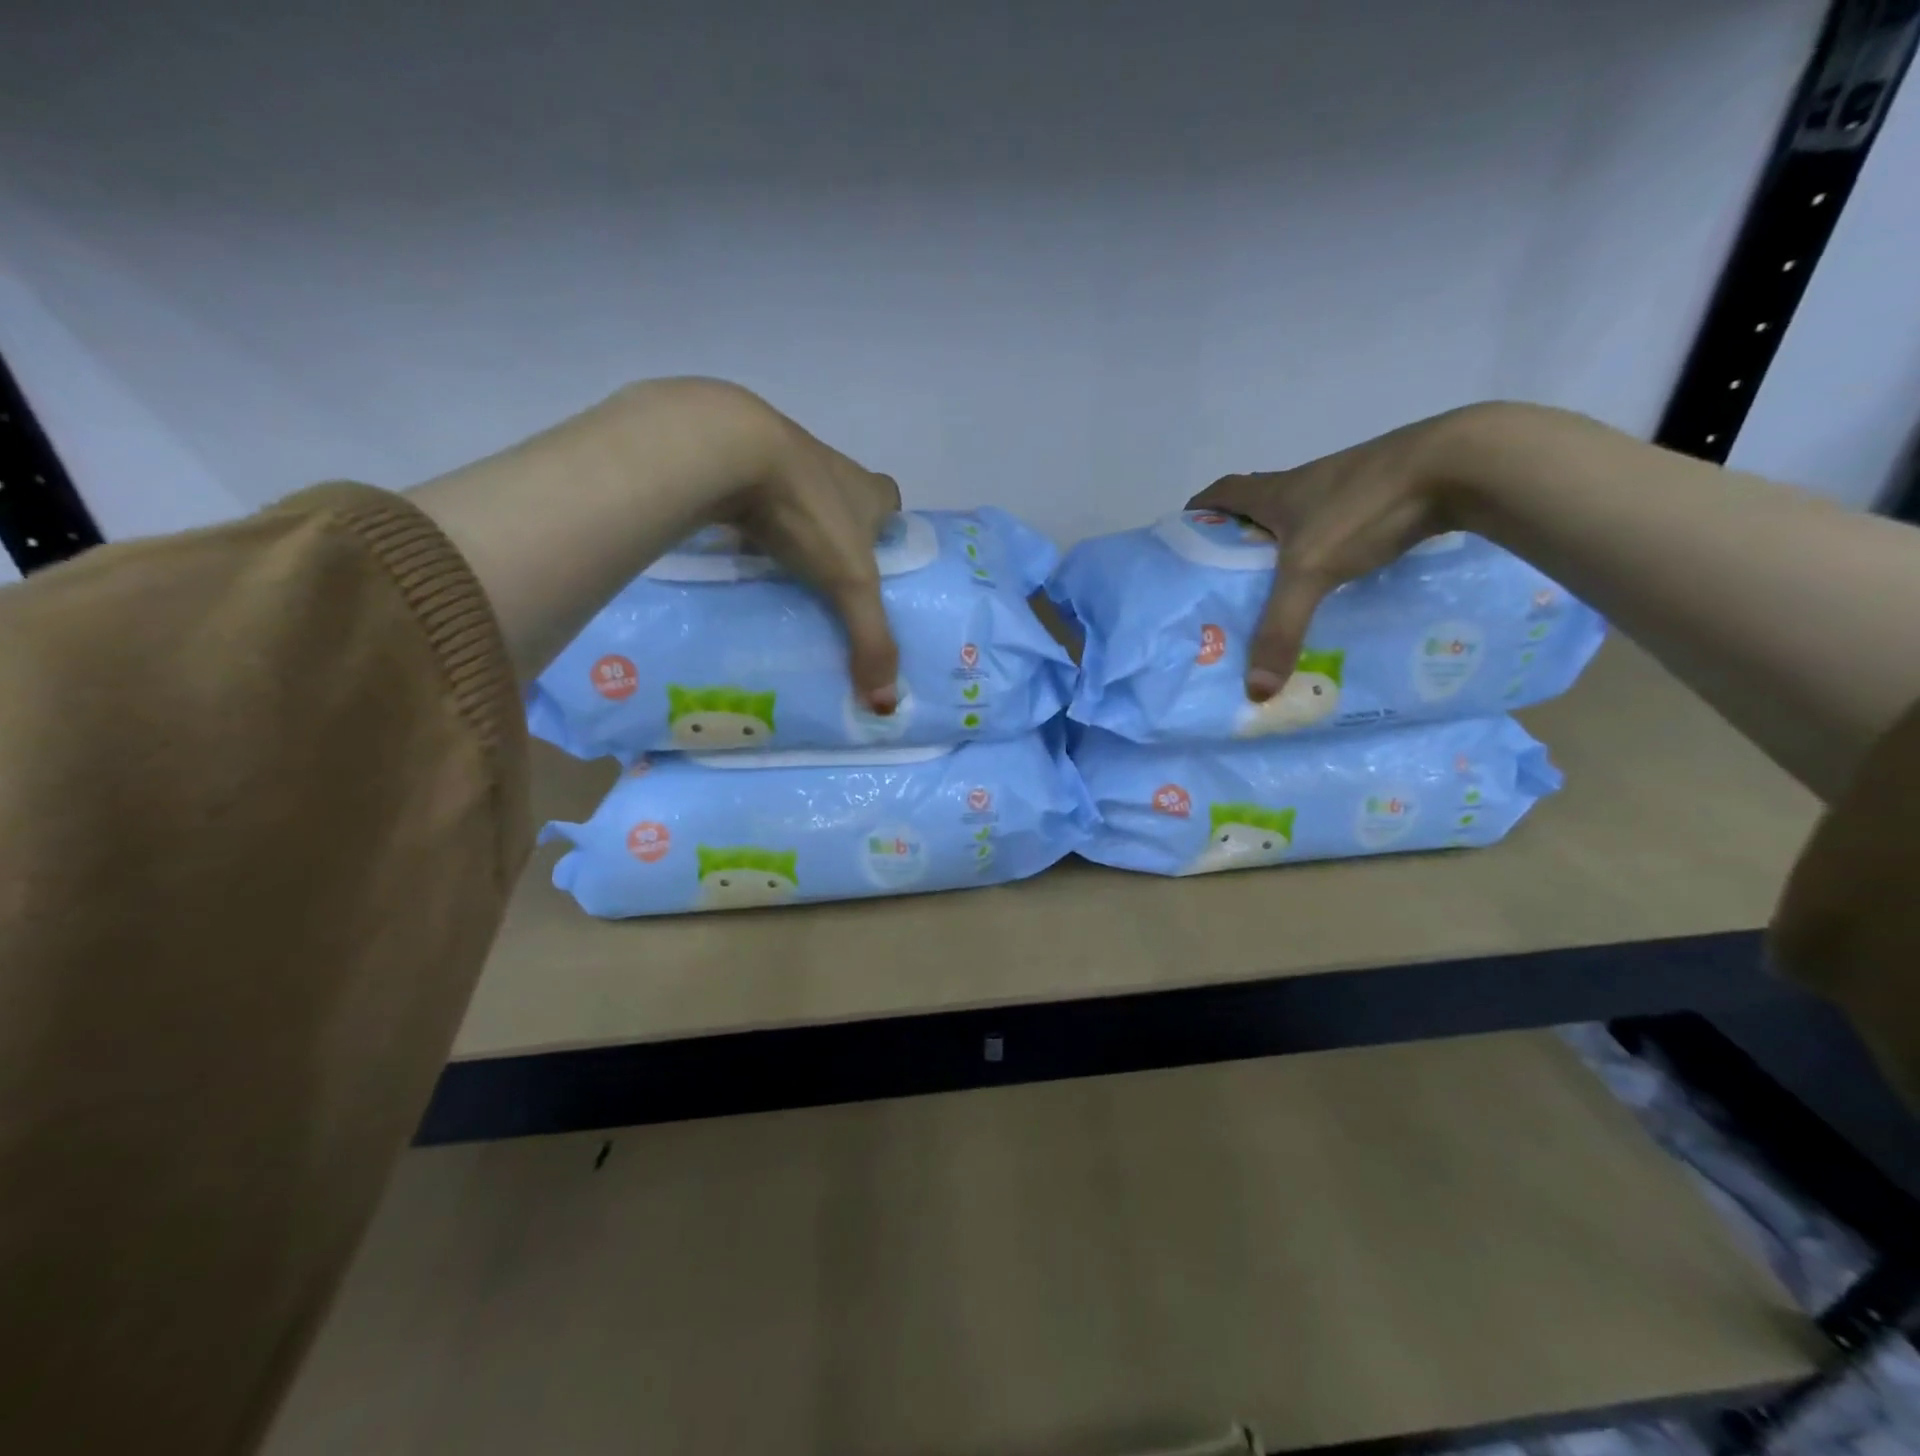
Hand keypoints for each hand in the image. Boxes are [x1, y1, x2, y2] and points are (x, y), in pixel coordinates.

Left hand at [413, 377, 901, 706]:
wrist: (728, 451)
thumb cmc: (809, 513)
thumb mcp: (850, 584)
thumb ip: (871, 641)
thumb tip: (886, 704)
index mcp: (866, 489)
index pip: (891, 498)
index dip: (889, 526)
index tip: (879, 560)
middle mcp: (830, 469)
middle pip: (844, 500)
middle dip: (841, 535)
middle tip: (831, 582)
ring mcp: (781, 461)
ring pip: (798, 500)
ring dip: (795, 531)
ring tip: (787, 579)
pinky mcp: (737, 467)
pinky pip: (754, 503)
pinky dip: (752, 527)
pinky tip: (742, 557)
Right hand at [1187, 408, 1479, 702]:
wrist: (1460, 464)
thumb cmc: (1363, 508)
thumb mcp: (1312, 572)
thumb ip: (1281, 629)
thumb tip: (1255, 691)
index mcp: (1275, 492)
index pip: (1221, 492)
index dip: (1199, 510)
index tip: (1185, 537)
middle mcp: (1305, 484)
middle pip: (1257, 505)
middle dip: (1237, 536)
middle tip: (1227, 578)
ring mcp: (1346, 486)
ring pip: (1300, 516)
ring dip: (1283, 543)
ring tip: (1276, 588)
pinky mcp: (1382, 495)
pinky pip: (1338, 524)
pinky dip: (1326, 547)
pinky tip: (1334, 579)